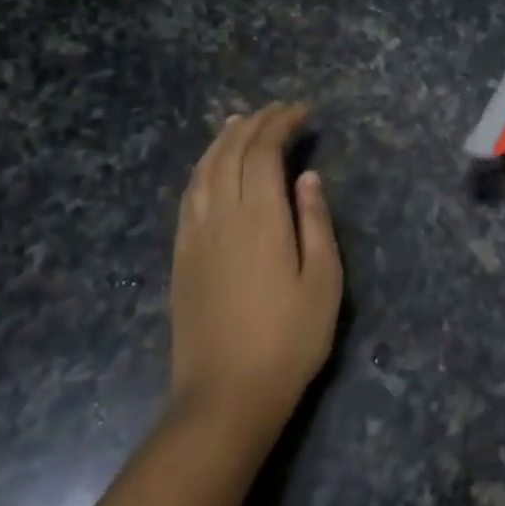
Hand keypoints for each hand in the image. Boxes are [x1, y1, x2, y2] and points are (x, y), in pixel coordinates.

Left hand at [169, 104, 341, 431]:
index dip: (280, 125)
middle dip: (253, 124)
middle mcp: (221, 217)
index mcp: (260, 219)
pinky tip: (211, 168)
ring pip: (202, 171)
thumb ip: (316, 223)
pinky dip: (201, 169)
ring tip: (240, 122)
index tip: (302, 112)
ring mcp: (194, 236)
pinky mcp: (181, 256)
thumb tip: (307, 177)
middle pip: (230, 154)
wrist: (226, 394)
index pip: (263, 153)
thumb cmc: (290, 339)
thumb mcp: (323, 282)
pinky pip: (188, 196)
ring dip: (223, 140)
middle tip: (278, 111)